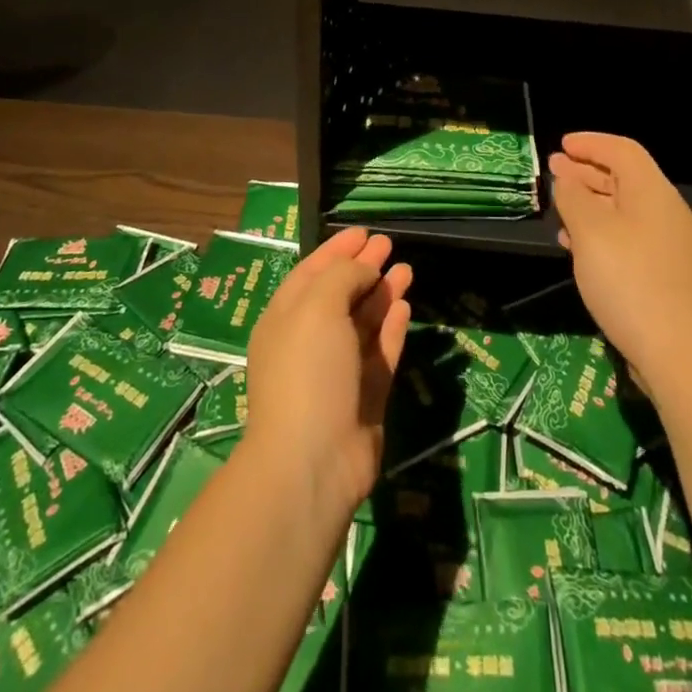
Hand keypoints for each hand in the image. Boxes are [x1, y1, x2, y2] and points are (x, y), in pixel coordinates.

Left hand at [242, 227, 412, 518]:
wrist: (314, 460)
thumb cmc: (307, 371)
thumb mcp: (317, 307)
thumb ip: (342, 276)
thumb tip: (364, 268)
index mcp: (286, 318)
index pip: (312, 272)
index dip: (336, 250)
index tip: (363, 231)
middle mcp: (310, 339)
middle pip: (340, 293)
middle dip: (363, 267)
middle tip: (389, 244)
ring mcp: (339, 369)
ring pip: (364, 321)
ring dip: (383, 293)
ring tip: (406, 269)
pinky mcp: (366, 394)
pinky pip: (381, 351)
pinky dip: (392, 328)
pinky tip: (405, 307)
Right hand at [549, 132, 691, 392]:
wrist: (679, 352)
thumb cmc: (629, 279)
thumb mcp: (590, 231)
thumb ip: (573, 198)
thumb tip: (567, 179)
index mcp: (652, 192)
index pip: (622, 150)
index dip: (590, 143)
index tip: (561, 144)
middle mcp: (664, 212)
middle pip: (623, 178)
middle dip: (586, 171)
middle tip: (553, 169)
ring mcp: (667, 245)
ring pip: (623, 210)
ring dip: (589, 203)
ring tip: (559, 206)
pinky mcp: (663, 275)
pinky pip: (627, 238)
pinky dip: (599, 232)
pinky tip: (575, 246)